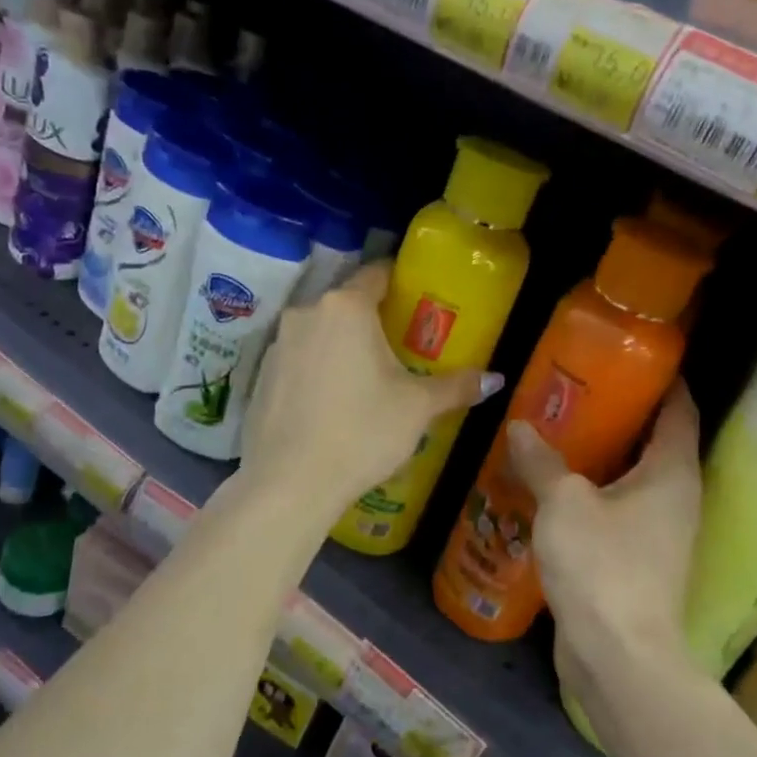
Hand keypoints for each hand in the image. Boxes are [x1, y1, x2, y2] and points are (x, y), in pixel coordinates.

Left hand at [241, 262, 497, 518]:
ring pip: (321, 331)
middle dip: (373, 318)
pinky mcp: (261, 374)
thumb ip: (456, 386)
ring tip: (366, 376)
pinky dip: (317, 367)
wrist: (289, 483)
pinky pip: (299, 357)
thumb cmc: (362, 432)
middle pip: (347, 303)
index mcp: (347, 307)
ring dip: (342, 344)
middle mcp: (307, 313)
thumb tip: (495, 379)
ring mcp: (279, 343)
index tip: (417, 298)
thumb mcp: (417, 408)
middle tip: (400, 344)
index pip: (377, 274)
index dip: (399, 282)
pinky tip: (331, 401)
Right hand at [506, 385, 701, 688]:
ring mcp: (661, 533)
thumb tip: (520, 427)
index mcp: (672, 472)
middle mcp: (677, 497)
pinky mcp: (640, 561)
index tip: (634, 356)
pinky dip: (595, 492)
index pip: (680, 409)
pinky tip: (557, 487)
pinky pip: (620, 510)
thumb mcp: (564, 503)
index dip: (664, 380)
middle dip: (623, 414)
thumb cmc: (602, 565)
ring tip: (562, 431)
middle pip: (657, 442)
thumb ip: (542, 461)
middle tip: (580, 389)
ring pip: (635, 479)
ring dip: (604, 456)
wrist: (619, 657)